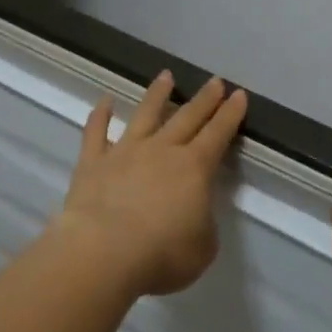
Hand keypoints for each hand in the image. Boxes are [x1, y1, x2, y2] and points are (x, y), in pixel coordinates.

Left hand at [54, 71, 248, 298]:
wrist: (104, 253)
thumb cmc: (162, 255)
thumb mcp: (202, 248)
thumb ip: (202, 224)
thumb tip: (193, 212)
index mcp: (194, 169)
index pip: (218, 134)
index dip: (231, 115)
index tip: (239, 95)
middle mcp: (161, 151)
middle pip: (187, 117)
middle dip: (204, 99)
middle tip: (215, 81)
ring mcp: (124, 152)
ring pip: (144, 114)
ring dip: (157, 94)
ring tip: (166, 76)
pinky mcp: (92, 162)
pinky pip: (96, 132)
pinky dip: (100, 115)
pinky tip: (104, 101)